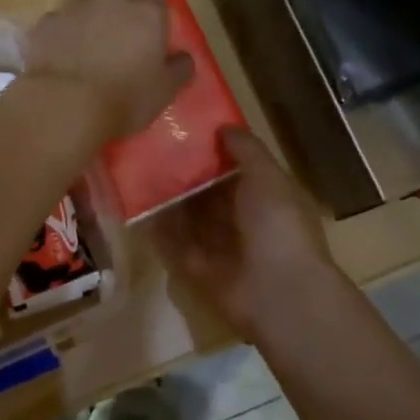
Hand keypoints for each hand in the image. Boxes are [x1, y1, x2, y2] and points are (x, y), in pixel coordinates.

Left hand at [23, 0, 193, 151]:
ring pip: (82, 5)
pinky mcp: (45, 24)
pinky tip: (60, 60)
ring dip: (85, 21)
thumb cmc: (125, 98)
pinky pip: (56, 23)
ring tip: (83, 53)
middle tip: (114, 42)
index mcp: (145, 12)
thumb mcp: (165, 91)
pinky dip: (60, 36)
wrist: (65, 105)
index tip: (147, 22)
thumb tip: (183, 57)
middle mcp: (109, 0)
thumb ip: (179, 68)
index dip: (149, 0)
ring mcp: (73, 9)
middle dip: (114, 11)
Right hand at [155, 128, 339, 340]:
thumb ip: (246, 150)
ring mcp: (226, 249)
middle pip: (213, 195)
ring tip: (141, 176)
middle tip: (155, 152)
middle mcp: (248, 222)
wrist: (279, 293)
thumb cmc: (278, 225)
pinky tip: (140, 212)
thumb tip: (224, 127)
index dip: (217, 152)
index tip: (188, 133)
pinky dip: (163, 233)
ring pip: (194, 220)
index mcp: (270, 198)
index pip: (240, 170)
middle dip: (190, 177)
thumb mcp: (268, 177)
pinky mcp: (204, 272)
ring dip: (173, 203)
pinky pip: (179, 248)